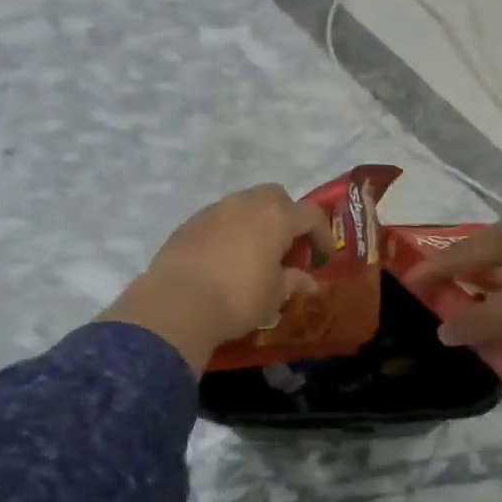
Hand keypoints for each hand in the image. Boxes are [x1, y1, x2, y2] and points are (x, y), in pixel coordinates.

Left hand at [101, 184, 329, 371]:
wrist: (177, 304)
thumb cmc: (238, 298)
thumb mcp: (274, 295)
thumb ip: (293, 282)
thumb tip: (307, 280)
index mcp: (275, 217)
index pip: (310, 215)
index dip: (322, 234)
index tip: (323, 257)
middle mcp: (245, 204)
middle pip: (276, 197)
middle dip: (288, 217)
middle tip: (288, 248)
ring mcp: (214, 210)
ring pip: (244, 205)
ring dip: (256, 223)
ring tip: (256, 254)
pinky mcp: (189, 223)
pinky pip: (219, 219)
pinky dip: (230, 232)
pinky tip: (226, 259)